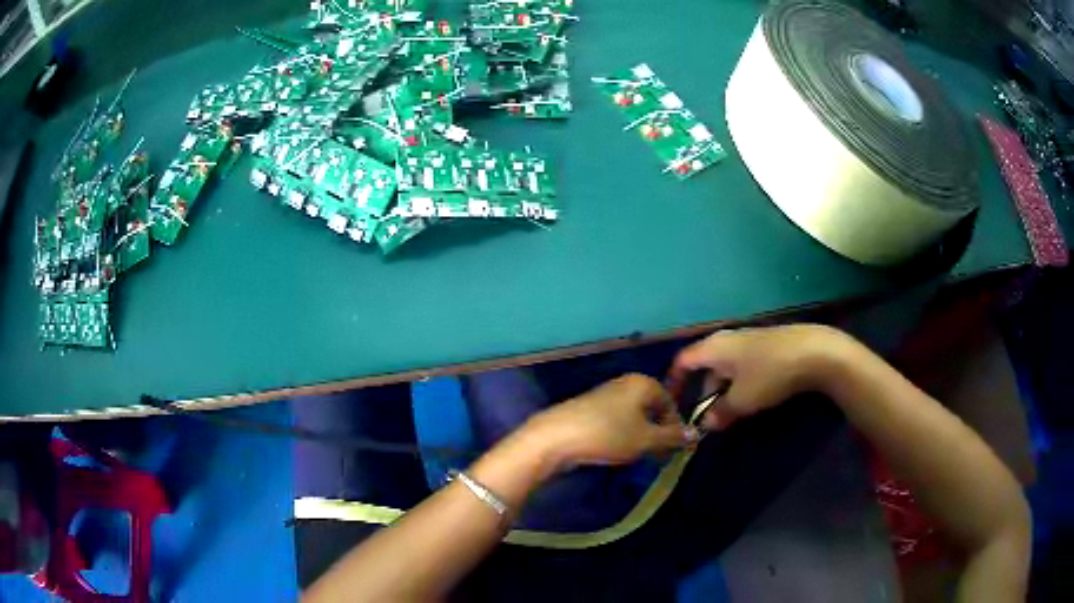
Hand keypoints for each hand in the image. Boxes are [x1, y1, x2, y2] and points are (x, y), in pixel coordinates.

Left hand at [523, 374, 698, 468]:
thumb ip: (673, 437)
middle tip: (658, 457)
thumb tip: (696, 434)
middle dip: (658, 434)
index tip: (674, 451)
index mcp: (643, 383)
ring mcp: (607, 394)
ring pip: (635, 417)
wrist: (556, 437)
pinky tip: (618, 452)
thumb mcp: (646, 439)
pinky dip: (623, 435)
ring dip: (641, 437)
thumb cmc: (608, 434)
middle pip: (652, 409)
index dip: (675, 429)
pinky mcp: (591, 409)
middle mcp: (626, 383)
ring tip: (639, 457)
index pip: (670, 404)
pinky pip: (617, 421)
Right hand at [668, 324, 852, 430]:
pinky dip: (742, 383)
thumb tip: (706, 423)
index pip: (683, 361)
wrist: (814, 352)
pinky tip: (755, 397)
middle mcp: (727, 339)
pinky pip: (744, 365)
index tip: (672, 403)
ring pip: (727, 367)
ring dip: (725, 390)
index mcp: (714, 347)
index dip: (675, 381)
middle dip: (705, 393)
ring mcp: (749, 340)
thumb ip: (720, 412)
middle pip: (706, 366)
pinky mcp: (767, 345)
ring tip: (733, 413)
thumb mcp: (742, 400)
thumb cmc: (769, 374)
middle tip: (709, 418)